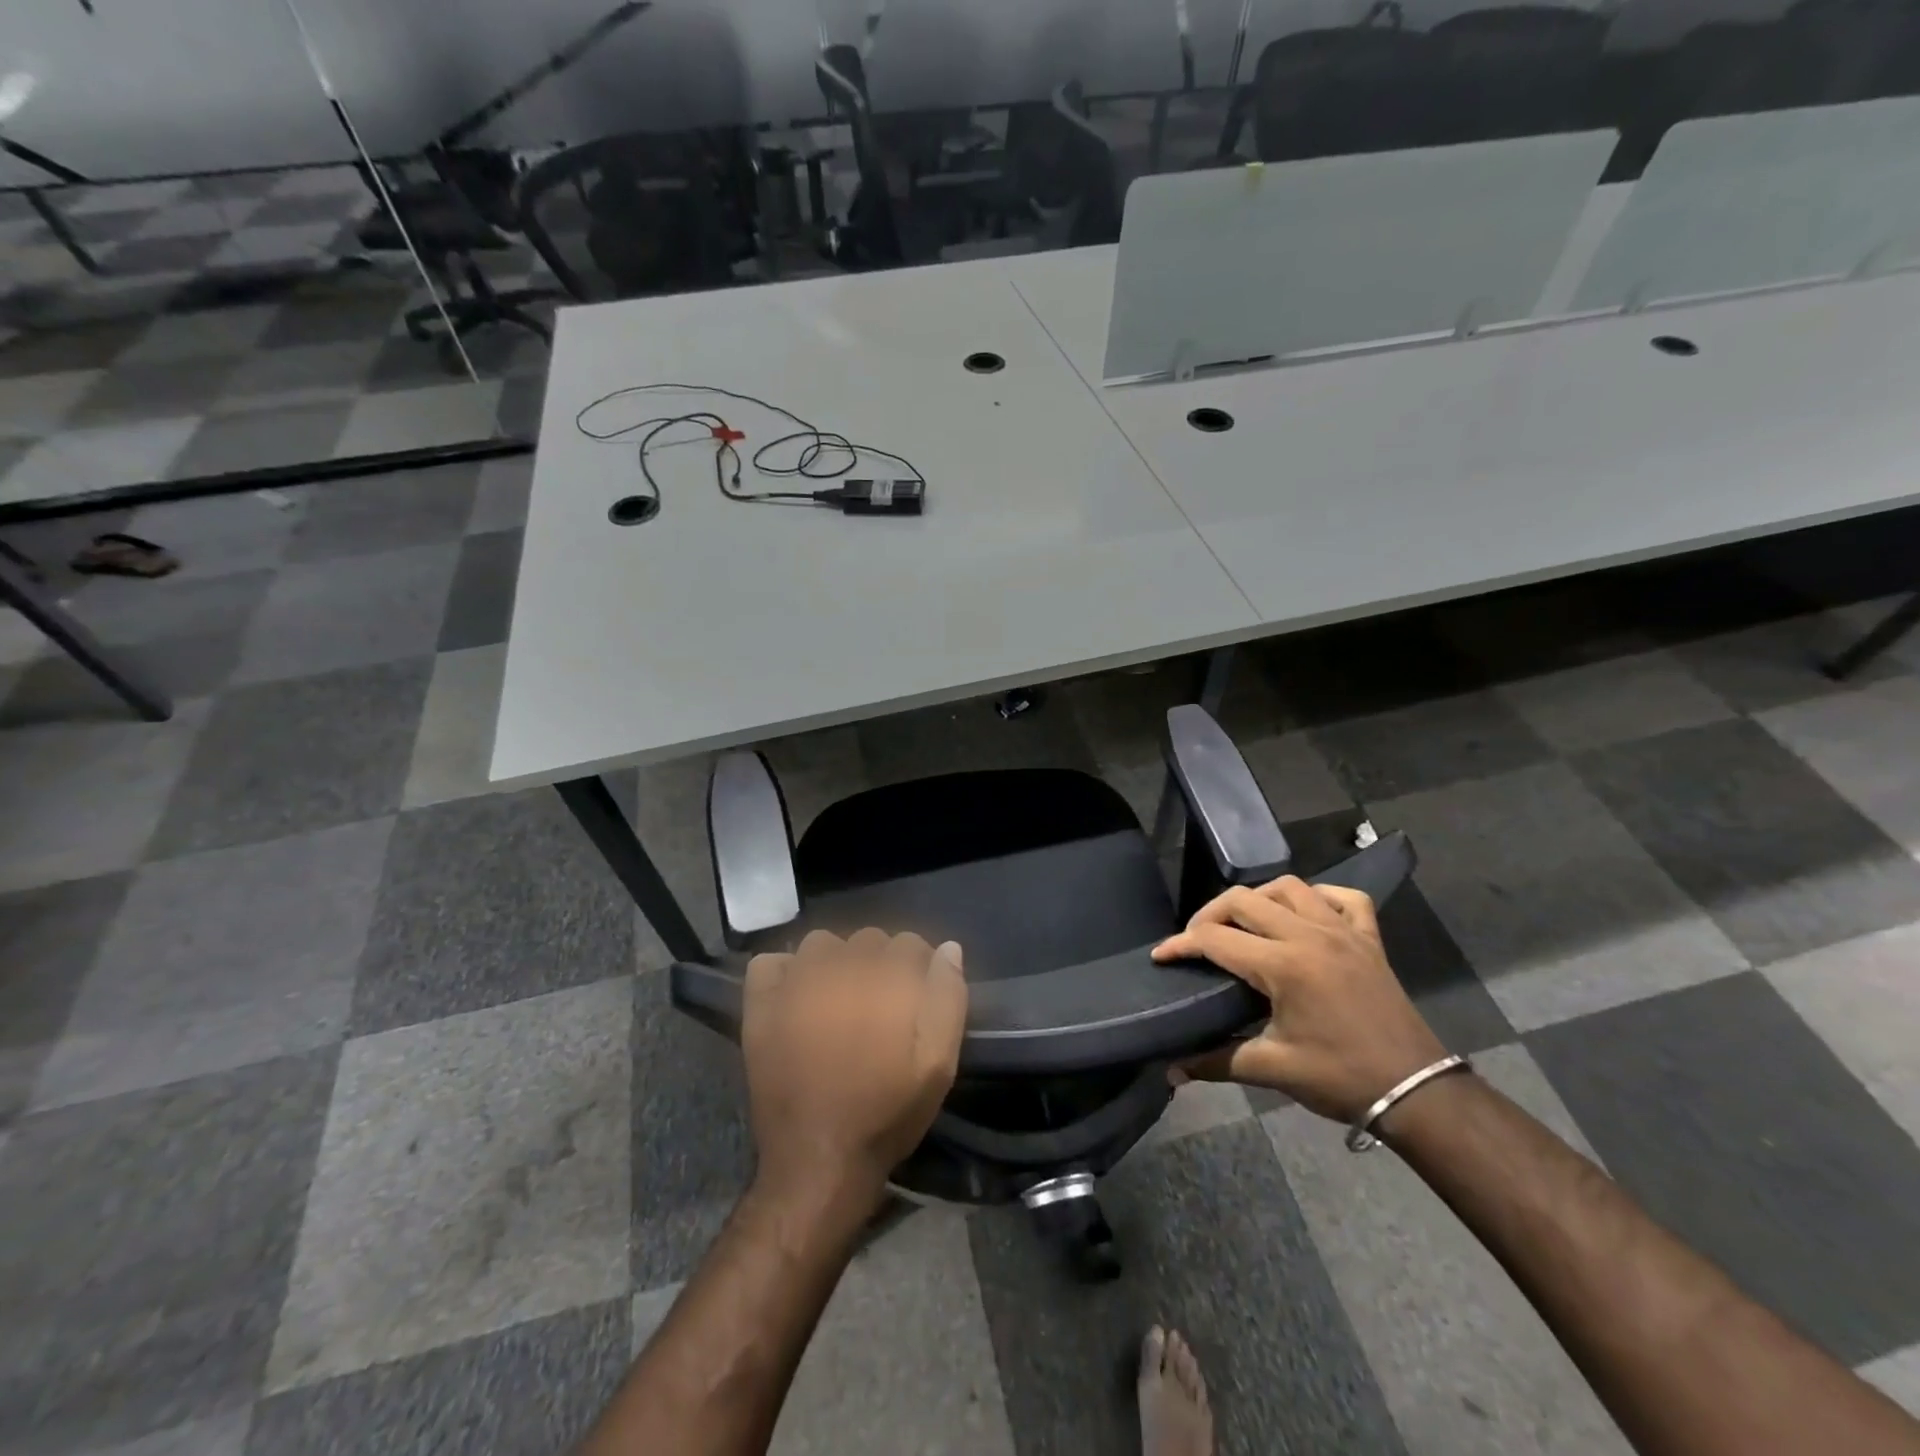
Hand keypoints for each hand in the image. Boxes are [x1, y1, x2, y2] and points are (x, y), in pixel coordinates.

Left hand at [742, 928, 967, 1209]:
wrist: (819, 1160)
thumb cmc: (886, 1112)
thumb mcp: (937, 1063)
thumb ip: (947, 998)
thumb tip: (948, 948)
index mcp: (886, 979)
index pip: (909, 943)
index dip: (917, 969)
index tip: (914, 998)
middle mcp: (841, 967)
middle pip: (867, 939)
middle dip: (879, 963)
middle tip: (878, 1005)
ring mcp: (796, 982)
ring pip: (822, 944)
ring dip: (835, 961)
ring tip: (838, 998)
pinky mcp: (761, 1004)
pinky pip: (771, 962)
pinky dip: (785, 972)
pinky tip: (796, 997)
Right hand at [1151, 876, 1445, 1123]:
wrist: (1418, 1092)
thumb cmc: (1341, 1078)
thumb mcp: (1272, 1069)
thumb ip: (1216, 1061)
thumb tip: (1171, 1071)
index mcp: (1283, 965)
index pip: (1215, 939)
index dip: (1181, 945)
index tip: (1161, 956)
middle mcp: (1310, 935)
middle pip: (1244, 900)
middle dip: (1210, 914)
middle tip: (1197, 941)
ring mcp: (1343, 932)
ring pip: (1289, 888)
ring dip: (1259, 898)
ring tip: (1245, 923)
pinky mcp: (1369, 939)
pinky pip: (1344, 898)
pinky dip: (1319, 897)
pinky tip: (1305, 914)